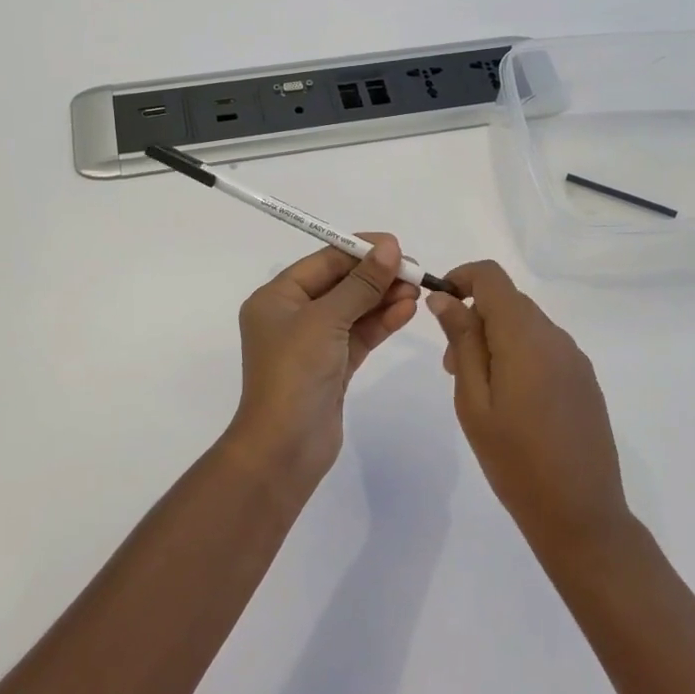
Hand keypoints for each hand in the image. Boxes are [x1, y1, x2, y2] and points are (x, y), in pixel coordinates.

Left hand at [230, 235, 420, 489]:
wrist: (284, 448)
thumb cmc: (295, 373)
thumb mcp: (326, 319)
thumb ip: (361, 283)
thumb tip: (389, 247)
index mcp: (276, 298)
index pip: (322, 262)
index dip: (359, 250)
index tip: (396, 245)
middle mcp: (292, 316)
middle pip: (340, 284)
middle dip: (376, 276)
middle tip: (413, 270)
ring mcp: (313, 343)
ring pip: (353, 310)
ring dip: (383, 298)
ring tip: (417, 289)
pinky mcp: (332, 367)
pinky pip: (360, 335)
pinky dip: (381, 322)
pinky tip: (407, 310)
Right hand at [426, 261, 631, 556]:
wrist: (580, 514)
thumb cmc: (514, 460)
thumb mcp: (473, 400)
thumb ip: (461, 341)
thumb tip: (444, 297)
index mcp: (525, 336)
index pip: (491, 276)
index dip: (461, 278)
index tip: (439, 307)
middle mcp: (555, 336)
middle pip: (508, 301)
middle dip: (474, 318)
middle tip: (452, 367)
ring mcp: (575, 358)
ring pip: (526, 325)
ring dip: (496, 339)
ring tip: (479, 390)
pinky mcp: (584, 380)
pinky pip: (545, 348)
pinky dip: (519, 355)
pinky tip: (512, 403)